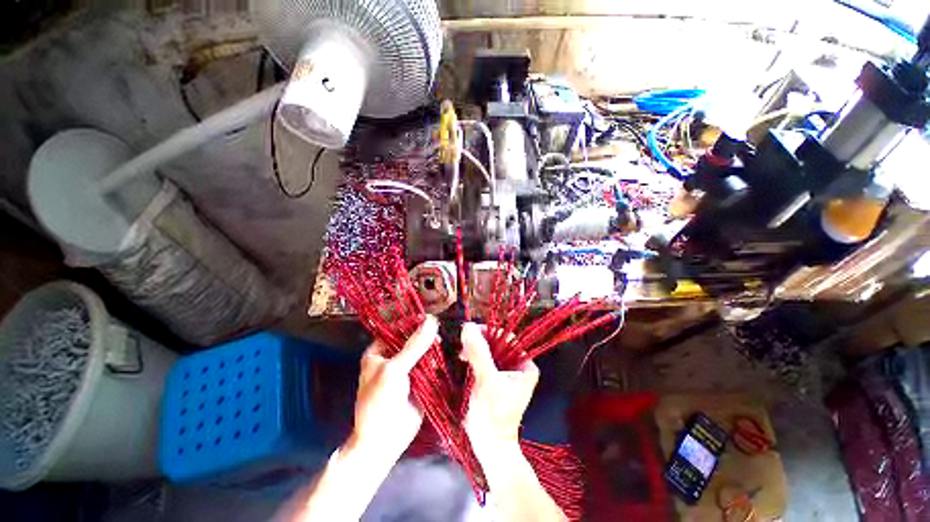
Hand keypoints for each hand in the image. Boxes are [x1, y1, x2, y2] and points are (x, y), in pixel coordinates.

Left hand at [349, 315, 438, 461]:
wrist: (383, 440)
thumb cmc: (380, 400)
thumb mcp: (395, 369)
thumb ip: (414, 345)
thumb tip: (432, 321)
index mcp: (379, 351)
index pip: (397, 329)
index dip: (413, 321)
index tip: (431, 315)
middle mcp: (393, 357)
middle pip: (412, 339)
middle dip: (426, 335)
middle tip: (439, 332)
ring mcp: (408, 369)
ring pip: (423, 351)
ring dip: (433, 348)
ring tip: (443, 343)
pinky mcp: (420, 380)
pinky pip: (430, 365)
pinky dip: (438, 361)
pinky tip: (445, 356)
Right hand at [460, 323, 538, 458]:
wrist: (488, 446)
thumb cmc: (493, 415)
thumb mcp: (487, 381)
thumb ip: (479, 353)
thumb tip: (468, 326)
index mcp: (525, 366)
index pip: (508, 338)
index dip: (490, 332)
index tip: (471, 332)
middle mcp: (517, 367)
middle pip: (498, 344)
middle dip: (480, 342)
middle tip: (464, 345)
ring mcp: (505, 373)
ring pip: (489, 351)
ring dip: (474, 349)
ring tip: (462, 354)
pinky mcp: (493, 379)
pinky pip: (483, 360)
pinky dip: (473, 358)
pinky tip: (463, 359)